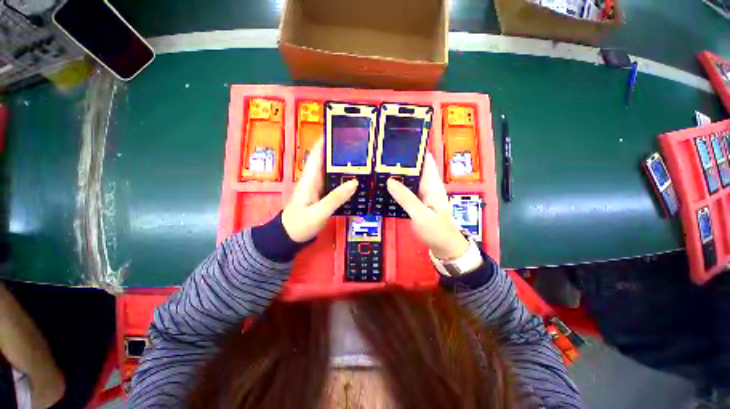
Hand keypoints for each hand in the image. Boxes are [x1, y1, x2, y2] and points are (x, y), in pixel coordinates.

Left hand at [282, 139, 357, 242]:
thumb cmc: (299, 224)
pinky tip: (357, 179)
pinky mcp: (323, 194)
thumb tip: (354, 182)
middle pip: (328, 159)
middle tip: (362, 146)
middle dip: (341, 150)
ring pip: (332, 170)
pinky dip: (345, 178)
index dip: (327, 139)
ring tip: (364, 160)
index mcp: (310, 178)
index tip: (342, 129)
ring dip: (345, 164)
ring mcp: (319, 186)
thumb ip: (335, 198)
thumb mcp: (318, 213)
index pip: (317, 152)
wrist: (289, 237)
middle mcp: (314, 178)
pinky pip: (335, 182)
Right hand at [386, 153, 468, 259]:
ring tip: (380, 167)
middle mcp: (428, 186)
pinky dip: (398, 186)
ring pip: (409, 179)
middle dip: (401, 161)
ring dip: (398, 174)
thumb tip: (390, 181)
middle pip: (415, 168)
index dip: (416, 150)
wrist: (444, 247)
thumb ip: (406, 198)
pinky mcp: (417, 202)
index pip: (426, 160)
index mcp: (433, 184)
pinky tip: (385, 185)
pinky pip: (406, 190)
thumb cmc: (437, 230)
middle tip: (382, 156)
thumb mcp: (421, 215)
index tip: (399, 143)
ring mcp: (422, 194)